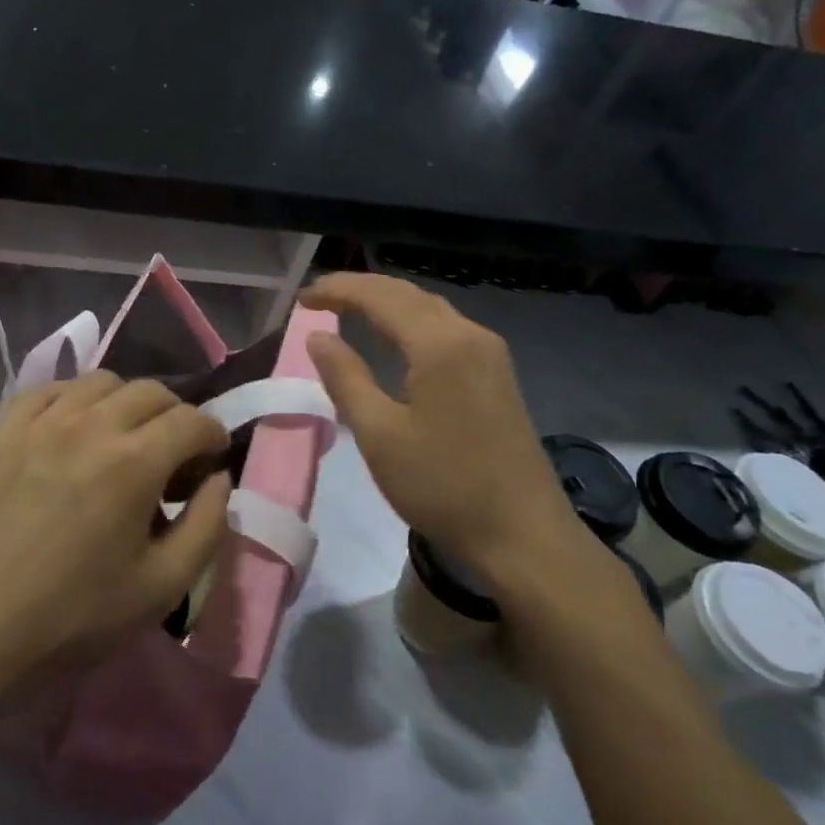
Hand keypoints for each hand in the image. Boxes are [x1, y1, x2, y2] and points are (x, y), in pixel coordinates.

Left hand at [0, 372, 231, 683]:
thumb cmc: (72, 616)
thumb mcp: (161, 588)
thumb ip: (206, 527)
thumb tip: (219, 480)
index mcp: (134, 462)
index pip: (192, 420)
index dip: (213, 437)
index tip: (210, 463)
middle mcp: (90, 425)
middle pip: (150, 391)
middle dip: (175, 416)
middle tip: (172, 456)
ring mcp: (41, 423)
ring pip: (100, 381)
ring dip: (126, 402)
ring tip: (123, 440)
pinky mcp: (4, 431)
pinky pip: (47, 390)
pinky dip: (73, 398)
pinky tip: (72, 428)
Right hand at [300, 273, 593, 583]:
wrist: (523, 535)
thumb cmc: (443, 486)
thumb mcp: (379, 434)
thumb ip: (345, 377)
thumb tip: (318, 336)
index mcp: (439, 344)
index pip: (380, 297)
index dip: (338, 290)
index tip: (301, 299)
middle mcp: (469, 334)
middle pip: (407, 294)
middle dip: (360, 289)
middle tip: (318, 298)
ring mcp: (489, 354)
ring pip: (429, 309)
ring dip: (387, 302)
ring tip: (347, 309)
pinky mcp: (497, 375)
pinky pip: (446, 328)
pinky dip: (410, 321)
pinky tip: (394, 337)